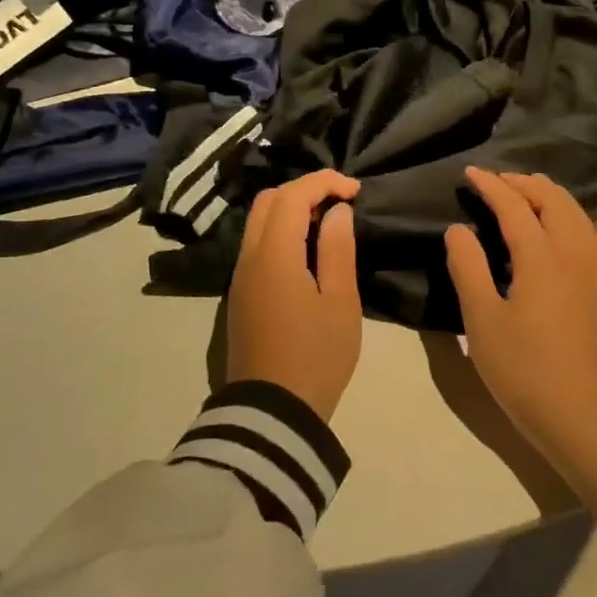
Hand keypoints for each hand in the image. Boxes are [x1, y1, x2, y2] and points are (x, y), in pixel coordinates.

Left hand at [227, 170, 362, 421]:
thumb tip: (337, 212)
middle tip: (341, 203)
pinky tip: (308, 251)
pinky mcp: (241, 295)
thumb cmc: (316, 356)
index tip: (356, 190)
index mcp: (274, 254)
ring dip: (291, 210)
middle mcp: (249, 257)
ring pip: (259, 222)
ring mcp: (240, 277)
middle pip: (268, 201)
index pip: (293, 195)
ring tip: (329, 225)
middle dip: (305, 190)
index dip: (324, 182)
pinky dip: (281, 232)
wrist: (271, 413)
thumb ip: (337, 249)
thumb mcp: (340, 302)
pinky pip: (257, 245)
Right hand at [443, 169, 596, 457]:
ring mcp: (590, 273)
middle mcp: (570, 254)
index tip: (469, 173)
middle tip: (497, 181)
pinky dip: (592, 227)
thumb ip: (468, 267)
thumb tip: (458, 228)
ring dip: (553, 196)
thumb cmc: (521, 367)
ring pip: (578, 216)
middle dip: (525, 183)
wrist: (575, 413)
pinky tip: (592, 226)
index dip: (491, 186)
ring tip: (531, 192)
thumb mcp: (481, 318)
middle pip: (553, 201)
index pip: (514, 206)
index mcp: (539, 257)